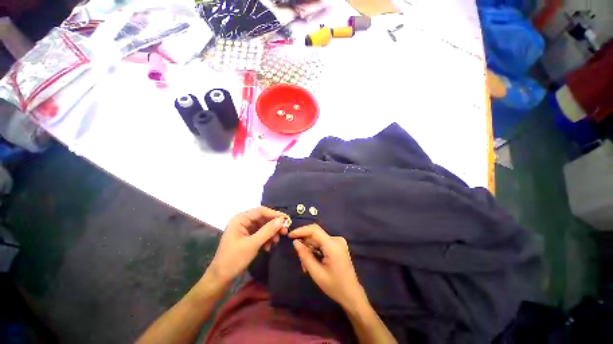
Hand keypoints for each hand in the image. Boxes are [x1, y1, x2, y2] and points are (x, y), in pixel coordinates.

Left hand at [208, 207, 287, 284]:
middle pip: (262, 218)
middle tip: (284, 231)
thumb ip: (268, 230)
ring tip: (276, 241)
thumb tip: (282, 219)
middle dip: (274, 225)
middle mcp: (242, 221)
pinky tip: (269, 247)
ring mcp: (244, 229)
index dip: (274, 214)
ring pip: (262, 226)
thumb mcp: (253, 244)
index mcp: (240, 219)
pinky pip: (260, 234)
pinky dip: (266, 239)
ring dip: (271, 233)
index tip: (287, 219)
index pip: (261, 211)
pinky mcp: (246, 237)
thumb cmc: (234, 259)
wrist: (220, 278)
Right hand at [289, 224, 367, 309]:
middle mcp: (336, 239)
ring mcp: (338, 241)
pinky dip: (315, 250)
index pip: (314, 230)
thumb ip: (305, 256)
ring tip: (306, 265)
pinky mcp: (337, 245)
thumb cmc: (335, 286)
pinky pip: (322, 243)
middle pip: (315, 235)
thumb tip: (295, 242)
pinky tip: (313, 262)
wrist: (352, 294)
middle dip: (305, 245)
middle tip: (300, 260)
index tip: (290, 236)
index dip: (301, 230)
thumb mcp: (316, 273)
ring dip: (309, 249)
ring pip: (317, 240)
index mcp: (333, 245)